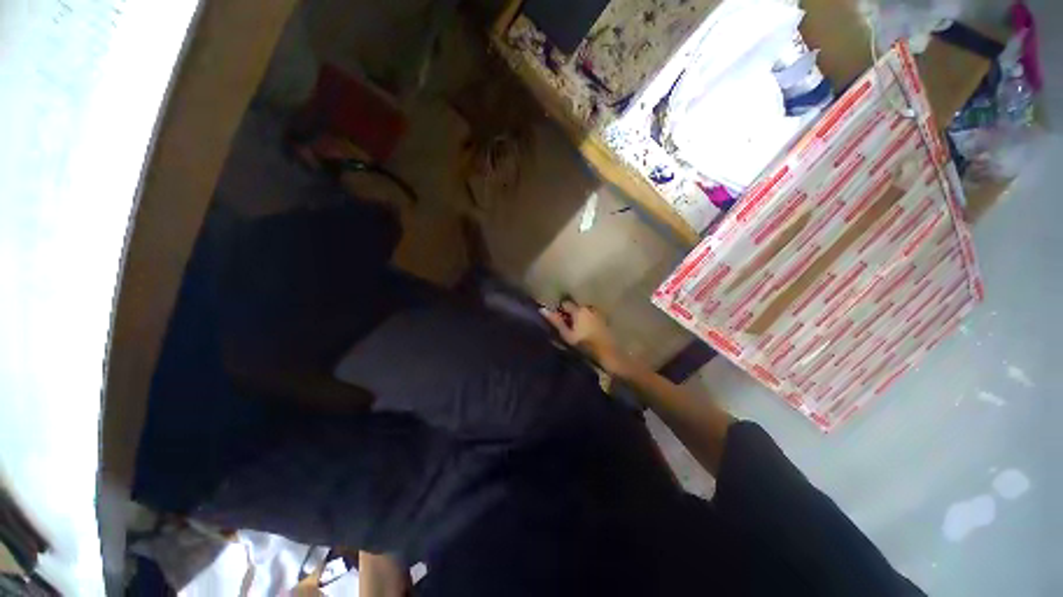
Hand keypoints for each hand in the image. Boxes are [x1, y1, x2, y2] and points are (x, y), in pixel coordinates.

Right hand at [540, 301, 636, 377]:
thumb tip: (542, 309)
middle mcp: (589, 308)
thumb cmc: (585, 345)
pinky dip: (587, 322)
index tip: (557, 320)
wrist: (608, 354)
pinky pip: (591, 318)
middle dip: (570, 314)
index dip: (559, 310)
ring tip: (575, 331)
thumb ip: (556, 321)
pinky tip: (586, 333)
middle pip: (575, 307)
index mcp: (579, 310)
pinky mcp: (605, 321)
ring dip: (579, 318)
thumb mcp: (567, 335)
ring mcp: (598, 314)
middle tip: (565, 327)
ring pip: (584, 313)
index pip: (565, 303)